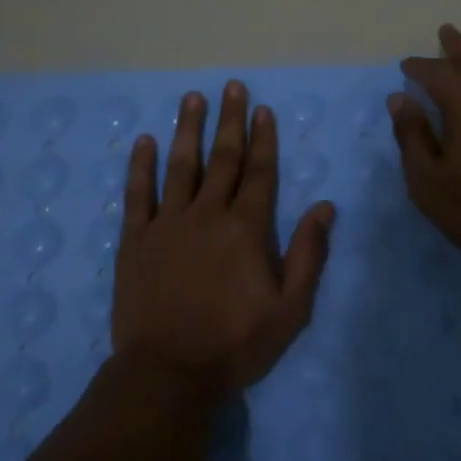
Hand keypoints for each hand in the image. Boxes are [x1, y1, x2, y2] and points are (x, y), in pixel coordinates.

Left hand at [112, 81, 335, 397]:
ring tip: (192, 98)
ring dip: (187, 129)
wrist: (168, 372)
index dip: (263, 138)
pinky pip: (138, 194)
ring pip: (180, 165)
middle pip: (222, 158)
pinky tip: (144, 141)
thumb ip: (308, 254)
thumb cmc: (235, 343)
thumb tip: (325, 206)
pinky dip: (140, 166)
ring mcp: (167, 223)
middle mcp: (207, 214)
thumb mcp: (290, 308)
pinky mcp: (135, 239)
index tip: (262, 109)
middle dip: (229, 120)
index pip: (259, 172)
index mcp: (246, 228)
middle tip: (232, 87)